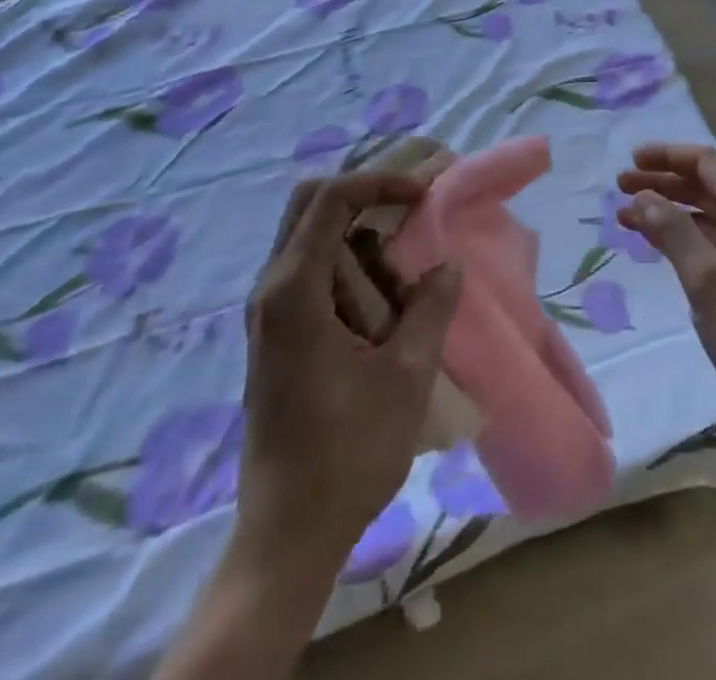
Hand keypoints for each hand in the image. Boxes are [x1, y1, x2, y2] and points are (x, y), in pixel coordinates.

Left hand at [234, 173, 461, 573]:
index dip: (380, 180)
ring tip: (404, 253)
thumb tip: (446, 266)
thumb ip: (430, 308)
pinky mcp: (277, 333)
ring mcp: (269, 312)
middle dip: (363, 193)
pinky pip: (310, 268)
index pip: (331, 198)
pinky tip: (382, 292)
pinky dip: (347, 260)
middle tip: (411, 206)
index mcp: (294, 290)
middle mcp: (271, 288)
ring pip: (308, 235)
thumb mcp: (405, 375)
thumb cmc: (348, 453)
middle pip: (309, 204)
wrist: (287, 535)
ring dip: (356, 229)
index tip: (424, 193)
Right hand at [617, 144, 715, 454]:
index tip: (630, 160)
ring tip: (628, 217)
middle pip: (707, 186)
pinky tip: (661, 247)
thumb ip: (673, 232)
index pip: (707, 163)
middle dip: (663, 182)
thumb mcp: (708, 282)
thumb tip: (642, 195)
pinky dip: (685, 238)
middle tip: (621, 187)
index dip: (667, 156)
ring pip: (709, 215)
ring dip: (670, 211)